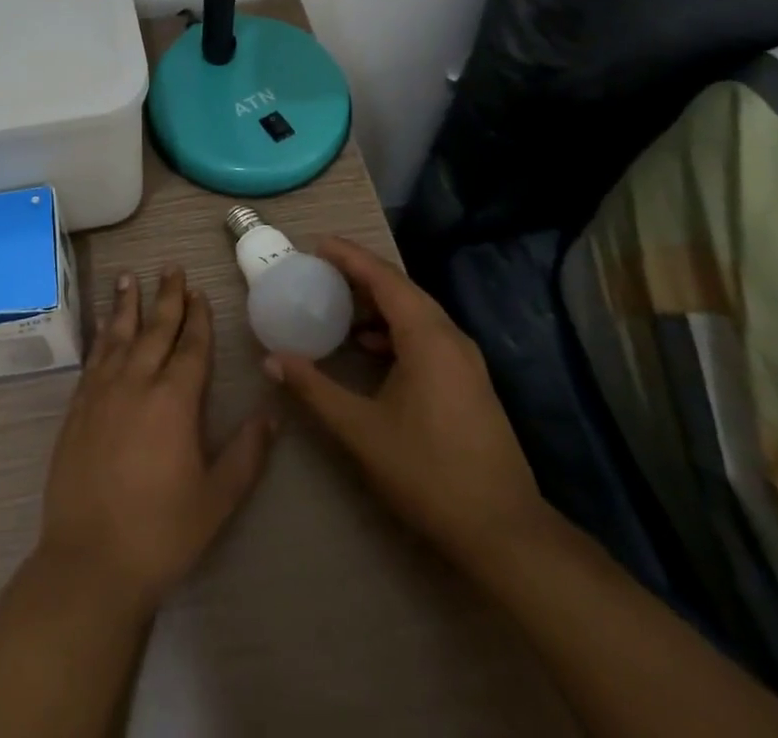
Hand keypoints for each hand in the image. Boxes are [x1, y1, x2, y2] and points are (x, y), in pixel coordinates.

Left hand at [37, 267, 276, 610]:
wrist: (90, 559)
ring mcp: (102, 392)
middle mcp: (137, 383)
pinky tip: (102, 323)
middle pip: (155, 330)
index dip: (198, 319)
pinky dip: (100, 334)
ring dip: (126, 304)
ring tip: (129, 276)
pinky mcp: (77, 407)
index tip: (199, 292)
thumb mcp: (216, 499)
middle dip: (167, 297)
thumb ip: (246, 454)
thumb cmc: (161, 532)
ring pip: (118, 335)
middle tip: (172, 268)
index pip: (190, 347)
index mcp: (174, 402)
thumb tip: (271, 413)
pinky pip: (93, 357)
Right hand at [265, 237, 547, 569]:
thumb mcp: (361, 430)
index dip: (349, 256)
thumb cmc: (429, 473)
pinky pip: (426, 334)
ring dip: (377, 302)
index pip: (384, 278)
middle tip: (319, 269)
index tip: (316, 245)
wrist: (505, 533)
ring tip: (338, 303)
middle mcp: (451, 337)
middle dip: (360, 274)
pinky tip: (370, 347)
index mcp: (428, 338)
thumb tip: (272, 360)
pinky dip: (394, 328)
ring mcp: (465, 360)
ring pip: (416, 312)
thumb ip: (314, 389)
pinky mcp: (469, 381)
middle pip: (401, 288)